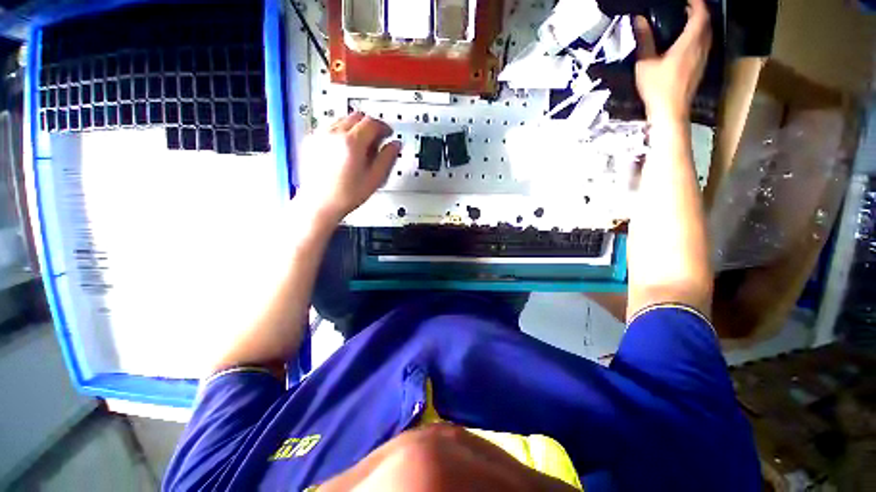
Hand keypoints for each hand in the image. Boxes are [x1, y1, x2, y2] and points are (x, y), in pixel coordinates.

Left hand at [297, 113, 400, 224]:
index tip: (388, 133)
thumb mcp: (375, 178)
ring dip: (355, 128)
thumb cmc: (345, 195)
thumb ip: (388, 158)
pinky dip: (341, 133)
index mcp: (351, 142)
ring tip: (360, 147)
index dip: (383, 127)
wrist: (320, 204)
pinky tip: (345, 150)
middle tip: (376, 140)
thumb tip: (395, 145)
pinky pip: (330, 128)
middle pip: (357, 117)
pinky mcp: (311, 141)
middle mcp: (333, 134)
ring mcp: (320, 136)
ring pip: (342, 120)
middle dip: (370, 125)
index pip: (372, 123)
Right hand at [632, 0, 711, 122]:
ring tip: (685, 22)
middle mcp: (702, 46)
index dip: (695, 2)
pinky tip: (686, 41)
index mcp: (690, 42)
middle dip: (698, 11)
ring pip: (707, 33)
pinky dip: (698, 36)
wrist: (670, 111)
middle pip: (706, 22)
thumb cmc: (657, 88)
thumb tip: (639, 20)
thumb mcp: (645, 64)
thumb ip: (644, 40)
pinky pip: (704, 44)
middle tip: (684, 7)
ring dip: (699, 24)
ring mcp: (703, 58)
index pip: (700, 13)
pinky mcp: (700, 67)